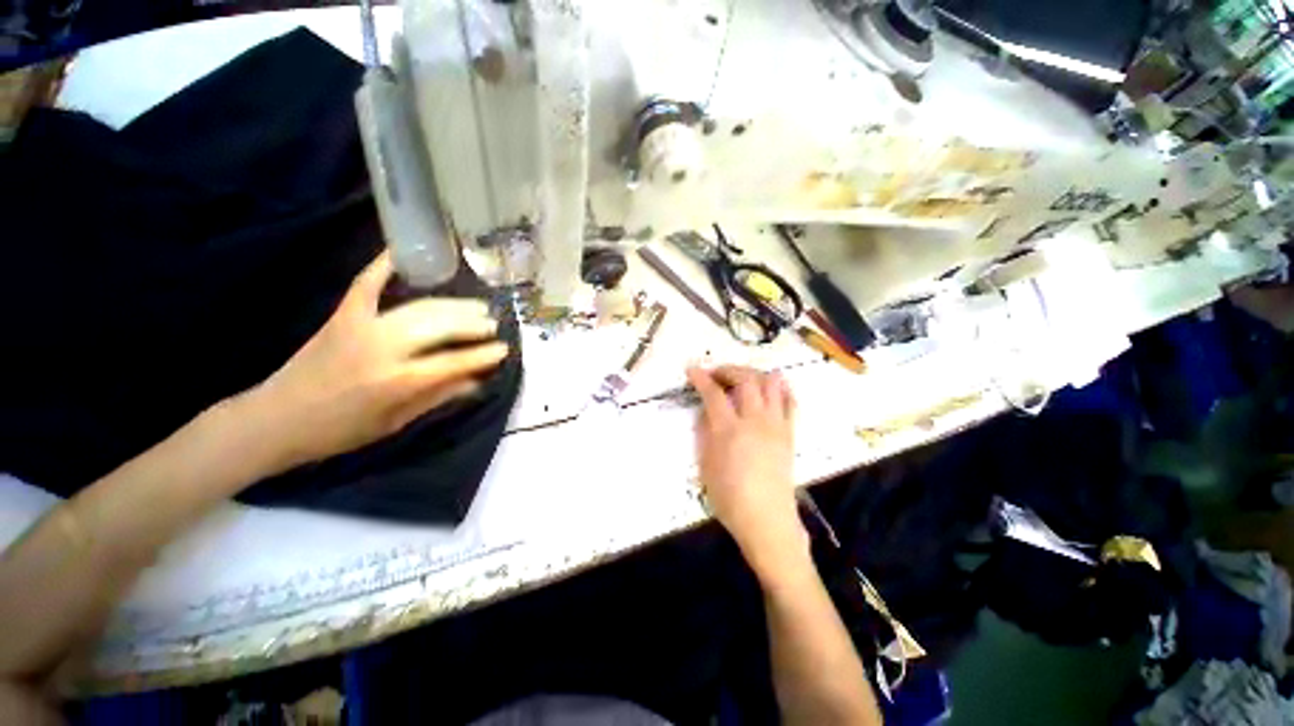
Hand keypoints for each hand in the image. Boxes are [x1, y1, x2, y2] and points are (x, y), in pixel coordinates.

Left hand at [247, 251, 509, 469]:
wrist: (275, 419)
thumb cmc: (339, 431)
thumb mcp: (395, 422)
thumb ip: (438, 397)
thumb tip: (476, 381)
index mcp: (397, 381)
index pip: (454, 361)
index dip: (483, 355)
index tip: (504, 349)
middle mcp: (384, 348)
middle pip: (441, 326)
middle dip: (473, 323)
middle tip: (493, 323)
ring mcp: (361, 326)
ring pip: (420, 307)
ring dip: (452, 304)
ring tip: (476, 305)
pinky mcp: (342, 315)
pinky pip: (366, 284)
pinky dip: (383, 266)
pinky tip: (402, 254)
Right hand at [687, 365, 808, 580]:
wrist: (766, 519)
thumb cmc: (729, 496)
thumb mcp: (705, 464)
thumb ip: (705, 431)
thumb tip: (706, 410)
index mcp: (729, 430)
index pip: (714, 394)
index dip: (701, 378)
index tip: (692, 369)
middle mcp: (755, 420)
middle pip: (745, 379)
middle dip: (728, 370)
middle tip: (716, 374)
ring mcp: (776, 424)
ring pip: (770, 383)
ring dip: (753, 373)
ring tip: (741, 378)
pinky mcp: (789, 432)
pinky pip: (789, 400)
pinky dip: (779, 388)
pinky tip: (769, 388)